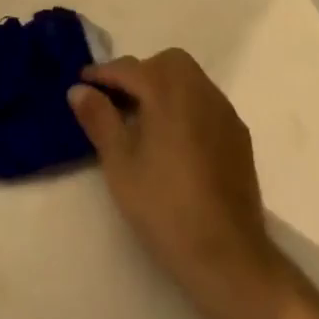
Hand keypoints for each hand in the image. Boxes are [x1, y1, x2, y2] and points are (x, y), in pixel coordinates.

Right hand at [69, 50, 279, 301]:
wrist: (228, 255)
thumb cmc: (164, 206)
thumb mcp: (120, 164)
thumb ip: (99, 119)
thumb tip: (79, 89)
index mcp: (168, 91)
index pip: (129, 68)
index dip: (102, 73)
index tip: (82, 82)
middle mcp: (200, 90)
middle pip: (166, 63)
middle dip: (139, 73)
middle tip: (116, 101)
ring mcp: (224, 112)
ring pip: (189, 80)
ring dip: (163, 88)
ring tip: (142, 120)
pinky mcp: (239, 136)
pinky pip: (206, 103)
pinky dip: (185, 106)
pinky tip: (173, 140)